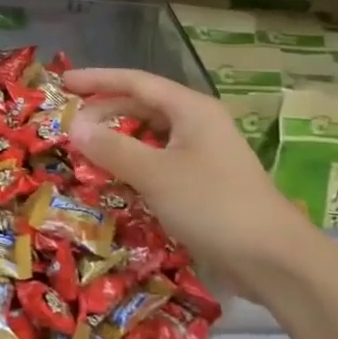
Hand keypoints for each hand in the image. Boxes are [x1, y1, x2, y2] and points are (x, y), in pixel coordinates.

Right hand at [65, 67, 309, 300]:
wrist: (273, 259)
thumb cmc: (213, 205)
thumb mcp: (155, 174)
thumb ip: (112, 148)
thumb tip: (74, 126)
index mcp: (191, 108)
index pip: (136, 82)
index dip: (98, 79)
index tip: (64, 82)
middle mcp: (198, 123)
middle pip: (143, 107)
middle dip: (106, 111)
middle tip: (70, 124)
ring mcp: (204, 153)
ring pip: (152, 136)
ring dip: (119, 140)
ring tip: (86, 148)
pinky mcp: (205, 181)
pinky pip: (160, 161)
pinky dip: (135, 164)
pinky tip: (116, 178)